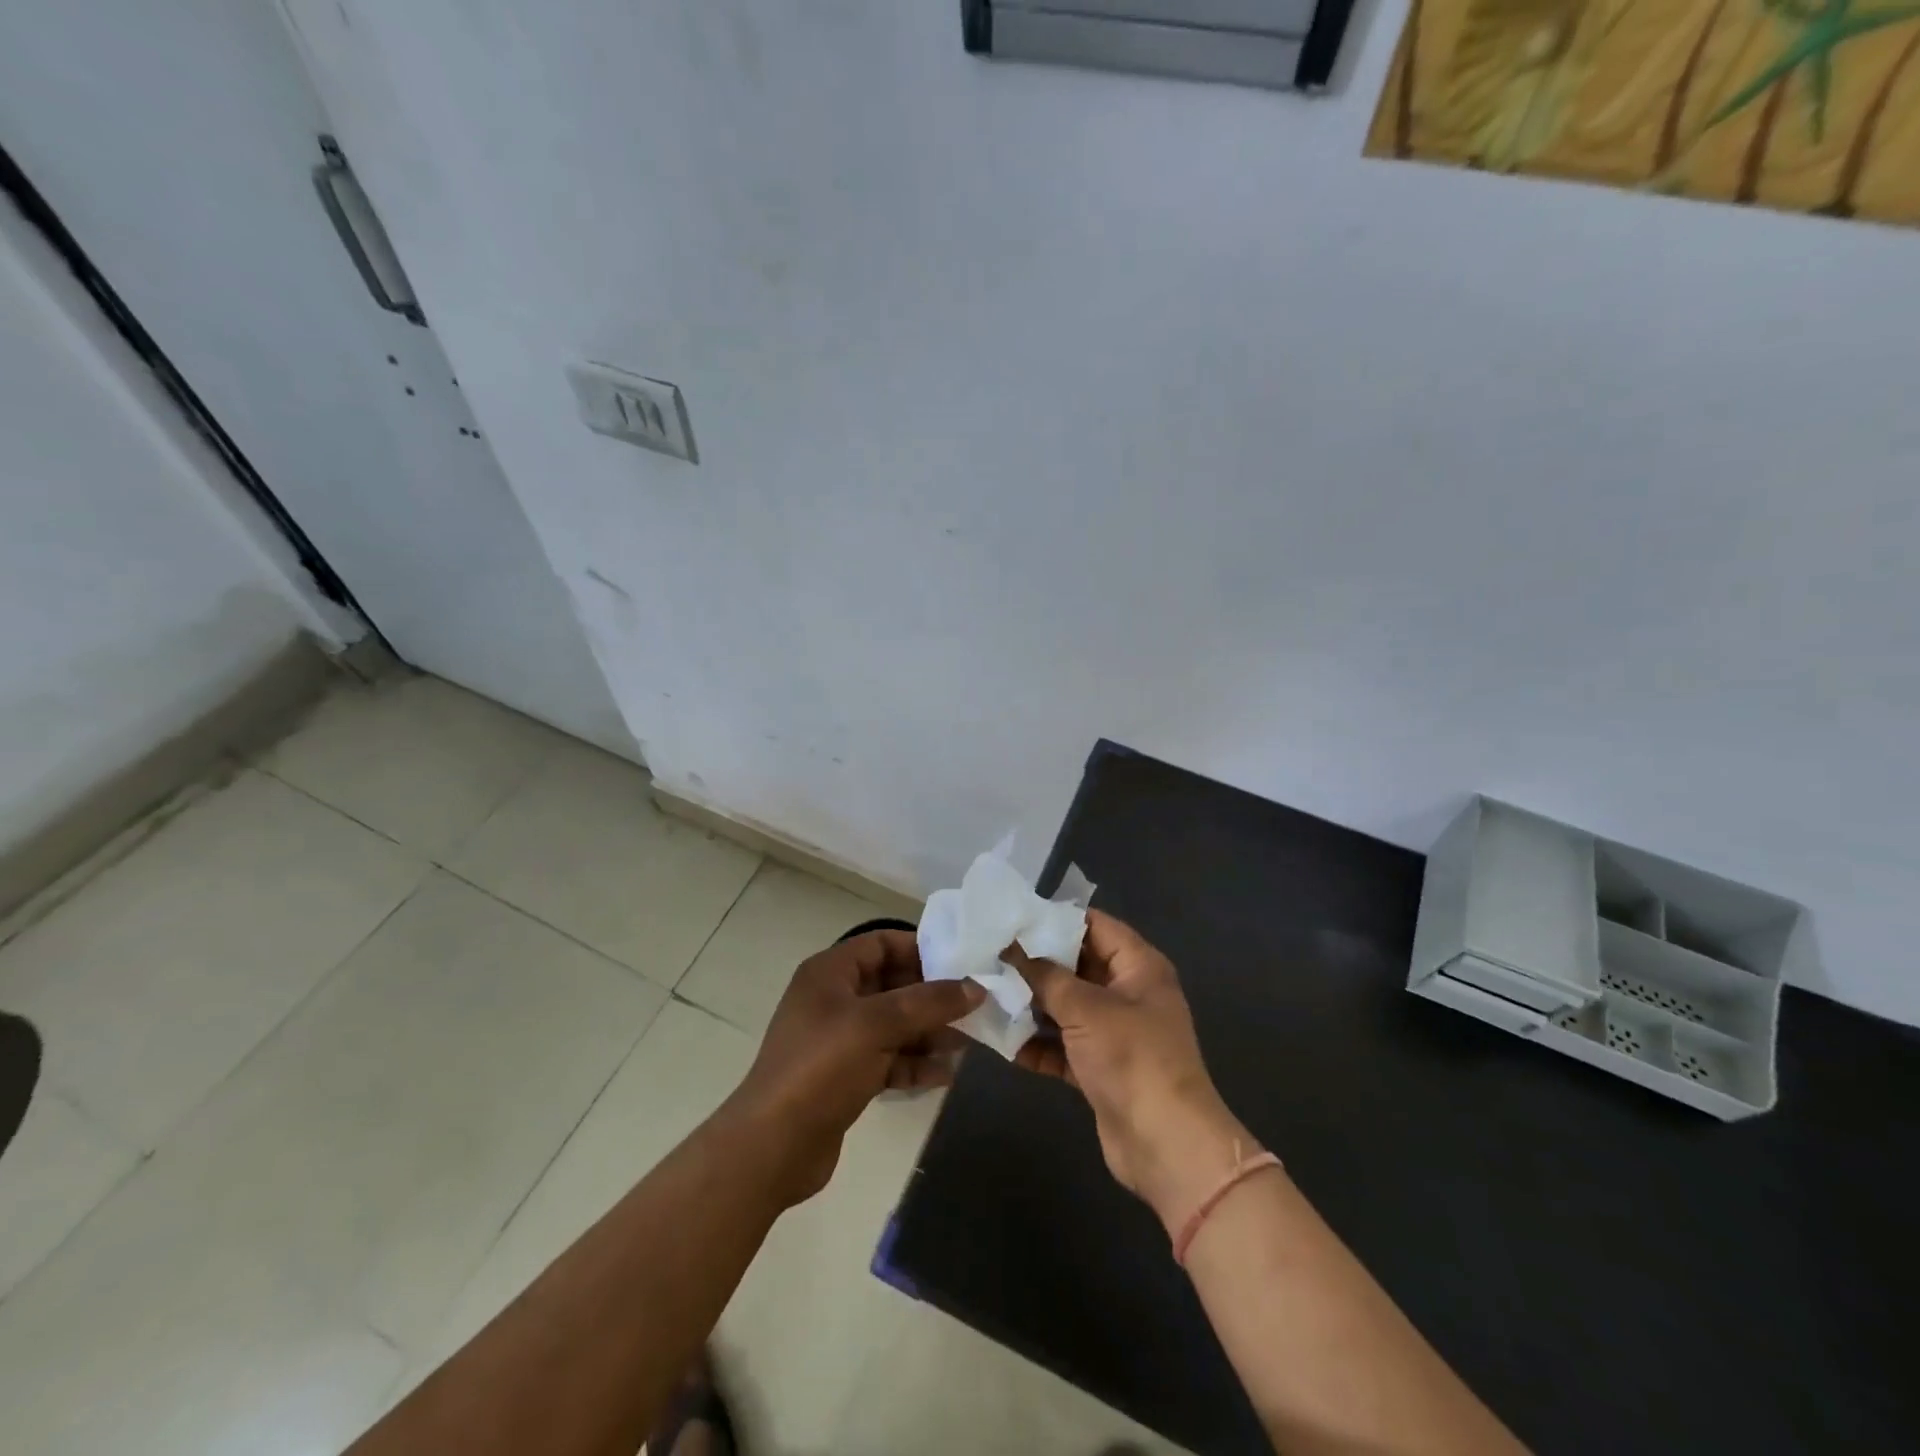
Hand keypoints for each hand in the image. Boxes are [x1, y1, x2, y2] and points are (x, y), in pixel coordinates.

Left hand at [725, 929, 982, 1205]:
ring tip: (969, 1042)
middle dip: (932, 996)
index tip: (961, 963)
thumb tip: (975, 987)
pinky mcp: (847, 1076)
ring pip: (894, 1025)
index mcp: (831, 973)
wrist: (773, 1147)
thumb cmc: (821, 1067)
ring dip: (929, 1032)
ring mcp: (840, 1040)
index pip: (881, 943)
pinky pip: (889, 1058)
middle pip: (893, 985)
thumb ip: (928, 1002)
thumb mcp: (877, 1025)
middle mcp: (834, 999)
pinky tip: (945, 1074)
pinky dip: (915, 1063)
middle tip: (975, 1005)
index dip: (920, 949)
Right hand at [1005, 911, 1251, 1228]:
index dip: (1057, 919)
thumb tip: (1012, 950)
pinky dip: (1037, 1044)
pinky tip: (1001, 1040)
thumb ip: (1046, 976)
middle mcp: (1129, 993)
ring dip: (1031, 1005)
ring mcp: (1115, 1033)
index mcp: (1139, 967)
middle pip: (1078, 966)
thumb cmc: (1131, 1058)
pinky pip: (1063, 1046)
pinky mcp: (1101, 1068)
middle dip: (1036, 964)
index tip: (1014, 918)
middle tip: (991, 955)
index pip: (1096, 926)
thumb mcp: (1085, 1008)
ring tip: (987, 993)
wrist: (1165, 1143)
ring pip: (1067, 1008)